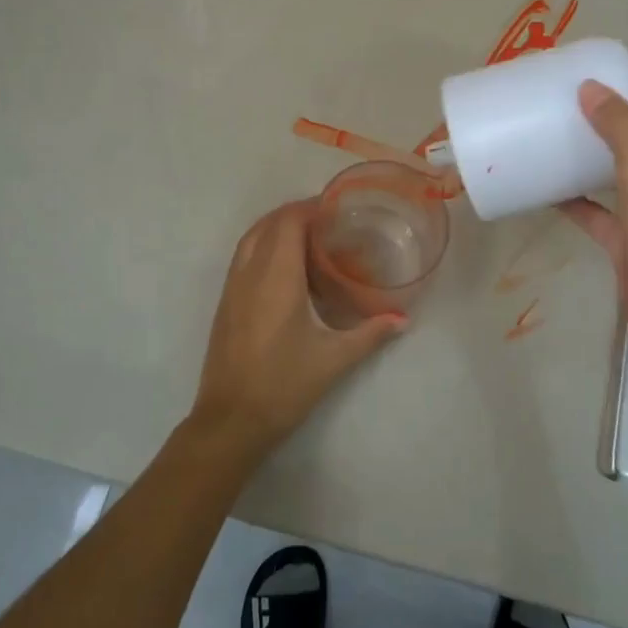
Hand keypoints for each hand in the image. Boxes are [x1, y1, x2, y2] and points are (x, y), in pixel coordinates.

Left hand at [190, 201, 405, 460]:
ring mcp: (232, 288)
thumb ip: (370, 334)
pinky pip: (242, 257)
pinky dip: (263, 246)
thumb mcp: (334, 359)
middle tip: (328, 221)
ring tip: (309, 236)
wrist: (230, 420)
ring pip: (251, 238)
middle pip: (268, 223)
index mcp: (276, 278)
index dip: (310, 207)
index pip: (288, 222)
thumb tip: (403, 319)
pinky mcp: (225, 303)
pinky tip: (285, 267)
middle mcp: (249, 273)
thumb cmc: (284, 385)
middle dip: (295, 213)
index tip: (337, 209)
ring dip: (276, 227)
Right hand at [559, 58, 627, 372]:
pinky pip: (599, 209)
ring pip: (621, 169)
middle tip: (578, 92)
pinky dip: (576, 198)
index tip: (615, 60)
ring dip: (595, 150)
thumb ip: (623, 131)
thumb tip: (592, 89)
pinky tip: (547, 190)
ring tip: (561, 130)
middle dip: (618, 108)